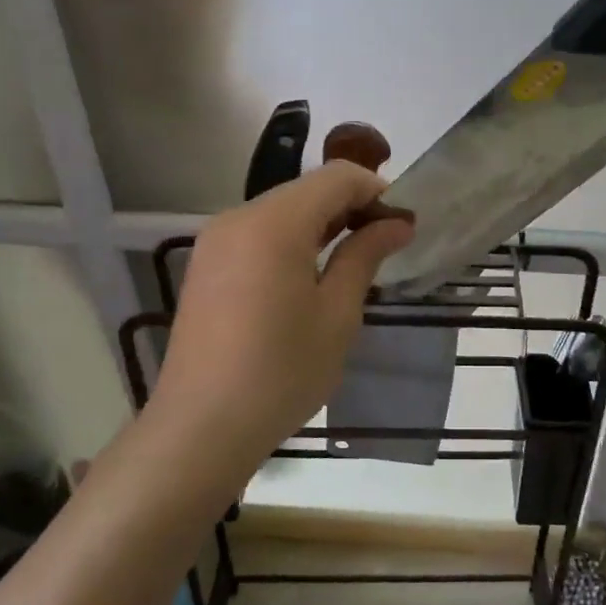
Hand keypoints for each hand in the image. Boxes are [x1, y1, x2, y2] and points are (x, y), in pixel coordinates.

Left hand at [146, 163, 414, 484]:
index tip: (404, 224)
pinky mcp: (206, 264)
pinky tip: (311, 275)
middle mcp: (238, 217)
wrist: (202, 426)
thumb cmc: (282, 372)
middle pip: (307, 190)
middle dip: (351, 206)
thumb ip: (365, 256)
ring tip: (355, 260)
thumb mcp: (337, 314)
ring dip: (323, 223)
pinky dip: (293, 240)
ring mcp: (216, 240)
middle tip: (386, 244)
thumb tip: (397, 224)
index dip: (376, 191)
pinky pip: (259, 233)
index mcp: (273, 223)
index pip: (336, 177)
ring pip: (282, 210)